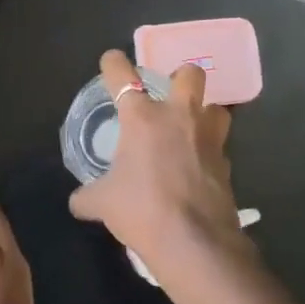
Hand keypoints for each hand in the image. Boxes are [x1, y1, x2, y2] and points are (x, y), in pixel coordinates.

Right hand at [68, 49, 243, 278]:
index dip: (114, 64)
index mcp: (143, 118)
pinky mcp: (226, 162)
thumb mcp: (102, 204)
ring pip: (216, 107)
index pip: (122, 76)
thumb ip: (87, 196)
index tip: (111, 61)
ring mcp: (208, 138)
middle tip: (169, 95)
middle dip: (180, 77)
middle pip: (190, 74)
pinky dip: (210, 151)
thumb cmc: (141, 210)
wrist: (193, 241)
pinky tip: (199, 167)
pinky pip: (220, 146)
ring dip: (204, 112)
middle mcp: (179, 117)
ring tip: (191, 128)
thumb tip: (78, 201)